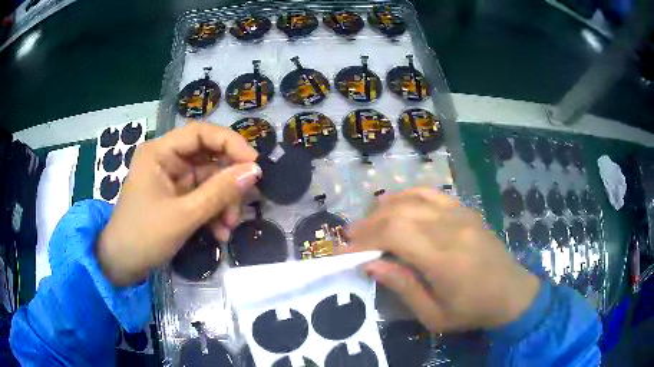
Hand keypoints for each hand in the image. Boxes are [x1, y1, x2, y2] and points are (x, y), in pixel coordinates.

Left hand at [97, 123, 260, 285]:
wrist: (122, 266)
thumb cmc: (144, 236)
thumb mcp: (183, 215)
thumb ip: (219, 192)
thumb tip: (255, 171)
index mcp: (160, 152)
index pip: (201, 133)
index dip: (230, 143)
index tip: (254, 164)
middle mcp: (167, 160)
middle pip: (208, 159)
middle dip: (227, 184)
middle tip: (242, 205)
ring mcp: (172, 180)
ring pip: (210, 182)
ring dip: (223, 204)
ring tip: (228, 229)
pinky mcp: (176, 199)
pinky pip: (203, 198)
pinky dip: (214, 214)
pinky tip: (220, 233)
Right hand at [349, 188, 539, 331]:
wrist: (512, 293)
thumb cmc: (472, 310)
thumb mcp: (434, 315)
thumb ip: (403, 287)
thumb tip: (370, 265)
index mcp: (444, 258)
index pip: (394, 234)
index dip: (364, 239)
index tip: (344, 250)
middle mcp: (451, 228)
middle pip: (399, 213)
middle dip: (368, 224)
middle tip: (351, 238)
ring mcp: (460, 214)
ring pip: (412, 199)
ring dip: (384, 209)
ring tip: (367, 223)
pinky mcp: (466, 211)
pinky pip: (431, 193)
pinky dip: (408, 196)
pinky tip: (395, 204)